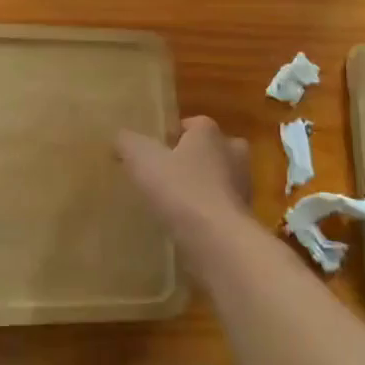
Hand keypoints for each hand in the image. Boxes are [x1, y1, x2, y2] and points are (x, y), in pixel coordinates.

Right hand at [116, 116, 251, 234]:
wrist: (217, 239)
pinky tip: (185, 226)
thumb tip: (121, 138)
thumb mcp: (141, 159)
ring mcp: (243, 186)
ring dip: (200, 188)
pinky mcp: (243, 217)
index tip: (152, 153)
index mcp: (209, 133)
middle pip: (209, 150)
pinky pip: (220, 208)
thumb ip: (127, 142)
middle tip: (164, 176)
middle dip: (190, 160)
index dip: (170, 137)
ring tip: (172, 204)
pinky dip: (206, 214)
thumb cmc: (180, 189)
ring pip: (217, 180)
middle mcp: (233, 152)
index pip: (190, 125)